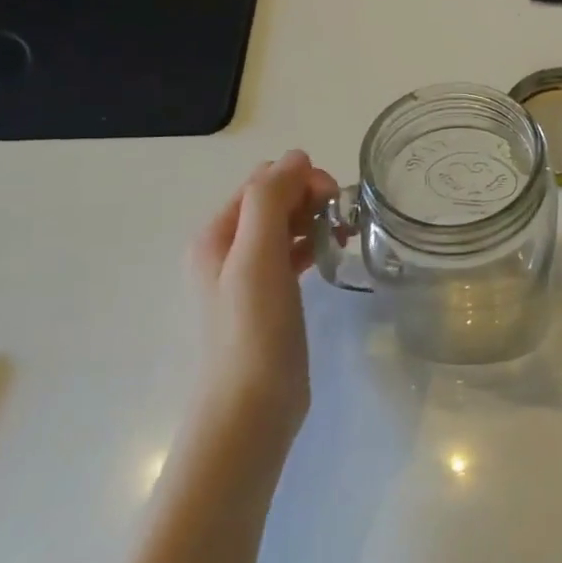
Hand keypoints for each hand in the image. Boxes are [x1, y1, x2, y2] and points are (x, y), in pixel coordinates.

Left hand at [188, 151, 338, 445]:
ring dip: (314, 220)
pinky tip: (332, 256)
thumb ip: (270, 201)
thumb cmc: (254, 329)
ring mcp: (248, 277)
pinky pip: (291, 256)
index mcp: (217, 234)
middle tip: (344, 219)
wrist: (252, 405)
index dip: (300, 180)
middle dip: (310, 198)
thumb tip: (296, 156)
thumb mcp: (257, 257)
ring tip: (344, 236)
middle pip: (273, 201)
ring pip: (285, 228)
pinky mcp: (270, 299)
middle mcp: (228, 250)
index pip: (262, 182)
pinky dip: (312, 246)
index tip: (335, 200)